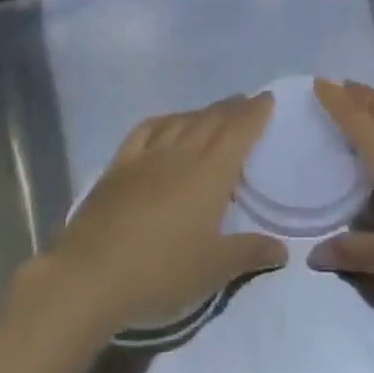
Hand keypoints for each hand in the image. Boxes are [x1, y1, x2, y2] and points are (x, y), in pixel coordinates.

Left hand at [46, 94, 286, 336]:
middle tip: (244, 101)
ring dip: (201, 112)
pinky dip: (163, 120)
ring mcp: (147, 155)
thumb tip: (281, 249)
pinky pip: (146, 130)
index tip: (266, 98)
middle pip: (211, 120)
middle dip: (231, 108)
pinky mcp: (119, 165)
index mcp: (211, 172)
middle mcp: (182, 153)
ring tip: (212, 112)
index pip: (239, 132)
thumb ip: (249, 253)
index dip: (255, 113)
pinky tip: (165, 122)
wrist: (92, 275)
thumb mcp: (214, 269)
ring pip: (181, 121)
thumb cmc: (161, 271)